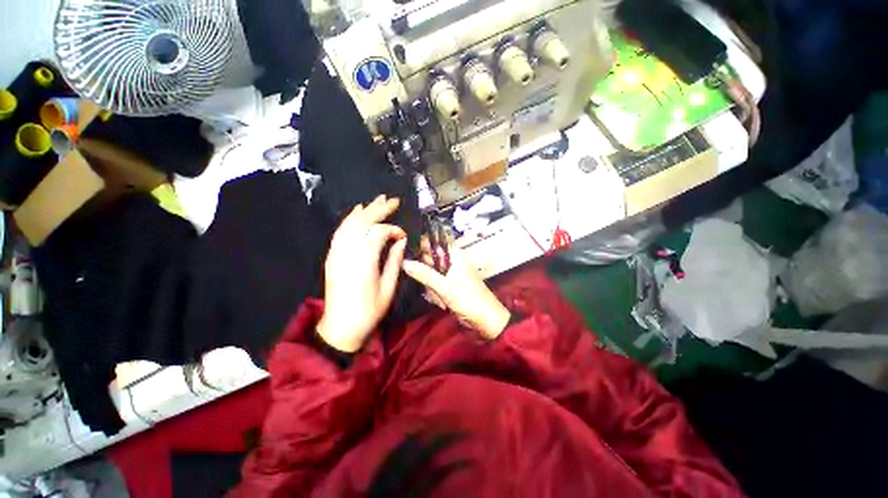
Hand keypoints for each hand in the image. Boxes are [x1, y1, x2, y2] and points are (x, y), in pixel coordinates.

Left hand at [317, 196, 407, 352]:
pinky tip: (356, 212)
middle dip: (379, 209)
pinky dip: (349, 220)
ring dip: (364, 210)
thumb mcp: (389, 288)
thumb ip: (395, 261)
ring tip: (377, 200)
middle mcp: (348, 252)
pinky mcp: (332, 257)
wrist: (341, 326)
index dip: (393, 230)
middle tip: (393, 200)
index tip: (403, 236)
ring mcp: (337, 253)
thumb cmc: (370, 310)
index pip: (379, 233)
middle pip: (363, 222)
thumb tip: (401, 241)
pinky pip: (340, 232)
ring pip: (350, 224)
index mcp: (365, 261)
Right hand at [402, 242, 510, 339]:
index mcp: (455, 255)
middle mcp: (452, 262)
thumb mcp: (445, 287)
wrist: (485, 321)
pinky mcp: (448, 286)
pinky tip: (443, 303)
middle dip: (428, 278)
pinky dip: (436, 295)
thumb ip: (425, 274)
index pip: (432, 245)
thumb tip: (404, 262)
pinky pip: (434, 286)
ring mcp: (450, 274)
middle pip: (429, 262)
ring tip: (442, 299)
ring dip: (432, 290)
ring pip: (429, 276)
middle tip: (434, 290)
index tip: (407, 260)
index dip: (420, 251)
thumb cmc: (469, 299)